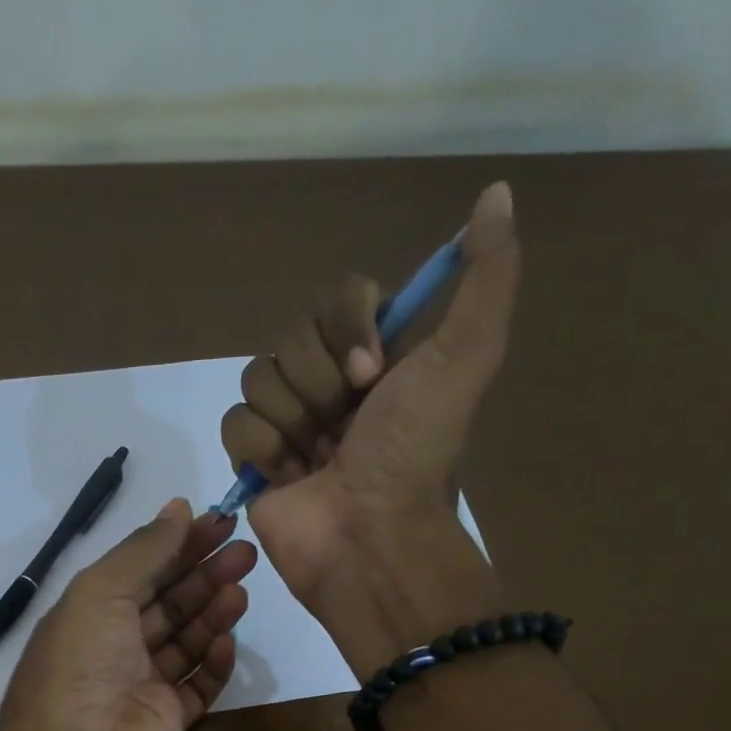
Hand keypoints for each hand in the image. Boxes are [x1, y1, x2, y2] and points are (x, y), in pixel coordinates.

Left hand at [0, 499, 256, 730]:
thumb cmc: (80, 667)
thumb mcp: (101, 592)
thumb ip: (144, 551)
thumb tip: (178, 508)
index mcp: (89, 613)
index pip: (141, 569)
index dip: (179, 544)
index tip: (220, 522)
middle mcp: (114, 647)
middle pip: (168, 603)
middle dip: (204, 574)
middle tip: (246, 551)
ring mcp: (141, 687)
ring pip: (186, 642)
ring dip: (213, 613)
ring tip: (242, 589)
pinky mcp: (166, 722)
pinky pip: (197, 686)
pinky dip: (214, 663)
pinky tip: (227, 642)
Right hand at [219, 182, 519, 610]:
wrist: (370, 538)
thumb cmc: (414, 455)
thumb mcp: (466, 358)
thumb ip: (486, 277)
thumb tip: (497, 193)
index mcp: (377, 360)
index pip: (337, 298)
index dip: (347, 328)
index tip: (372, 375)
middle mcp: (331, 385)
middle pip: (291, 336)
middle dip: (320, 383)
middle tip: (346, 429)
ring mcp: (289, 423)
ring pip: (258, 376)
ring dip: (293, 420)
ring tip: (317, 461)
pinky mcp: (253, 460)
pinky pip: (234, 421)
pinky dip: (261, 449)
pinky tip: (288, 477)